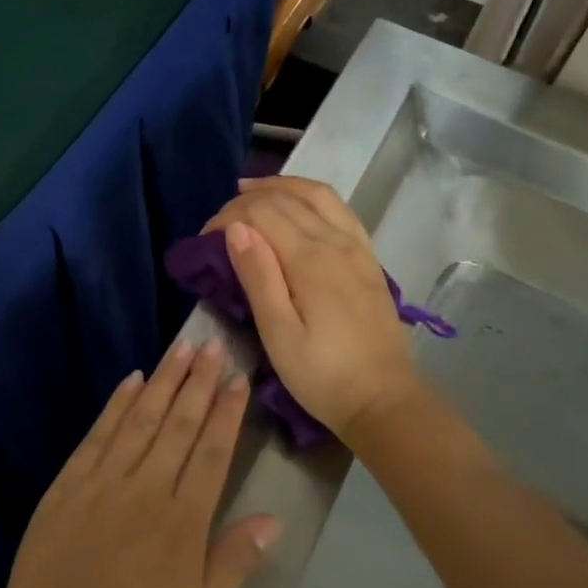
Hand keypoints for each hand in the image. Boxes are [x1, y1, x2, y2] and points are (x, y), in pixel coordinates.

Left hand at [0, 340, 279, 587]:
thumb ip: (232, 562)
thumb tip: (271, 518)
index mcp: (183, 523)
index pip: (211, 452)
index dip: (227, 412)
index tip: (238, 378)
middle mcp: (145, 490)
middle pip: (178, 424)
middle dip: (199, 382)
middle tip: (213, 344)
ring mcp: (103, 483)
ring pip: (140, 419)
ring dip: (163, 381)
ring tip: (182, 348)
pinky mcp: (67, 485)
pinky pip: (98, 435)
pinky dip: (116, 405)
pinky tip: (130, 381)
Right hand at [203, 176, 419, 441]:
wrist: (384, 400)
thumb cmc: (322, 375)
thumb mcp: (279, 334)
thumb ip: (258, 277)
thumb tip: (235, 229)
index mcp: (310, 260)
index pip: (262, 213)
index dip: (227, 217)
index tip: (203, 239)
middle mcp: (336, 242)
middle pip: (286, 199)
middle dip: (246, 202)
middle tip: (218, 222)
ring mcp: (357, 247)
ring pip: (317, 194)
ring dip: (281, 186)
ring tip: (251, 192)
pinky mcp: (368, 257)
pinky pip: (339, 209)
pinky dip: (311, 195)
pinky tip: (297, 204)